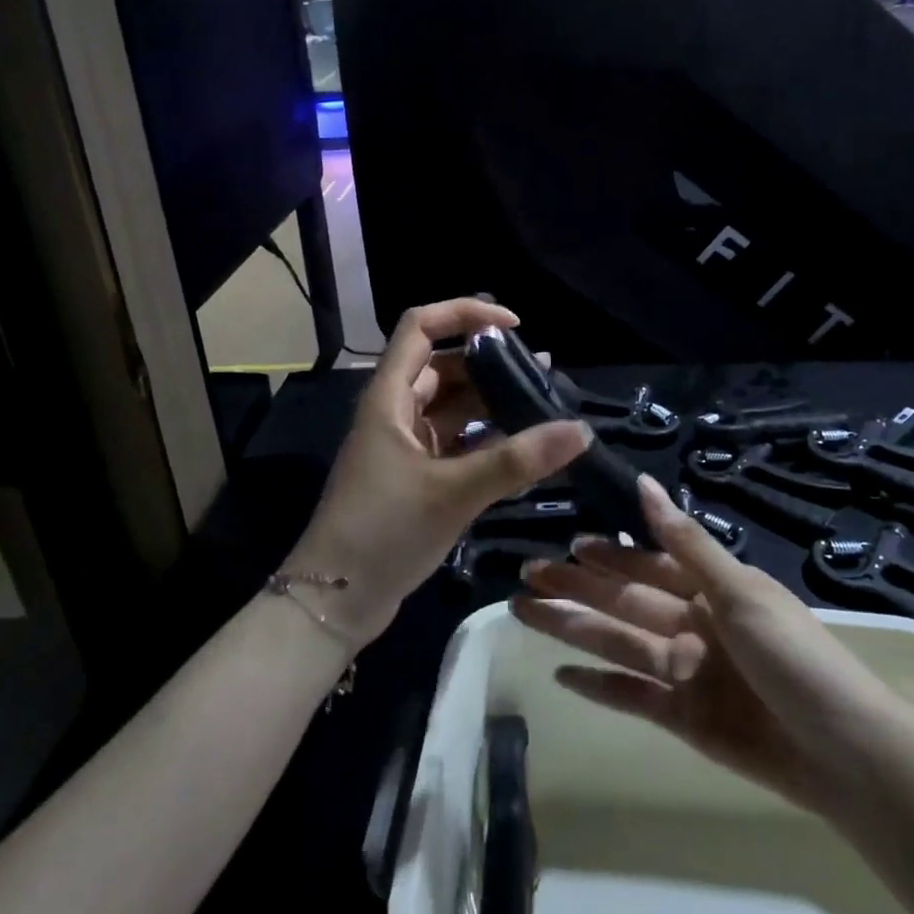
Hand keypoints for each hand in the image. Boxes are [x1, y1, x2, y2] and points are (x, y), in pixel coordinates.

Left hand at [284, 299, 592, 649]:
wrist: (334, 601)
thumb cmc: (383, 533)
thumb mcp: (453, 492)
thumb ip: (517, 461)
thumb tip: (580, 430)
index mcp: (389, 397)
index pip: (421, 326)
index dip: (465, 313)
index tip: (514, 325)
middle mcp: (395, 412)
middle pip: (444, 366)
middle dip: (491, 364)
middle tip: (543, 376)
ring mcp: (404, 446)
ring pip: (452, 407)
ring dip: (492, 403)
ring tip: (543, 407)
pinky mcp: (414, 476)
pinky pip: (455, 442)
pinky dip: (486, 440)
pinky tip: (523, 449)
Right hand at [512, 475, 890, 817]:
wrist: (844, 754)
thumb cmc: (794, 656)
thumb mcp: (740, 590)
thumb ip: (685, 541)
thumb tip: (643, 483)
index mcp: (709, 589)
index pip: (646, 561)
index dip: (608, 552)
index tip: (567, 540)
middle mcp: (691, 624)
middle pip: (621, 599)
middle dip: (575, 585)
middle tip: (526, 573)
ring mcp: (684, 671)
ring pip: (616, 641)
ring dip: (572, 627)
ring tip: (525, 611)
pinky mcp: (682, 718)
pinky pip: (630, 695)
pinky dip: (597, 686)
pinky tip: (560, 674)